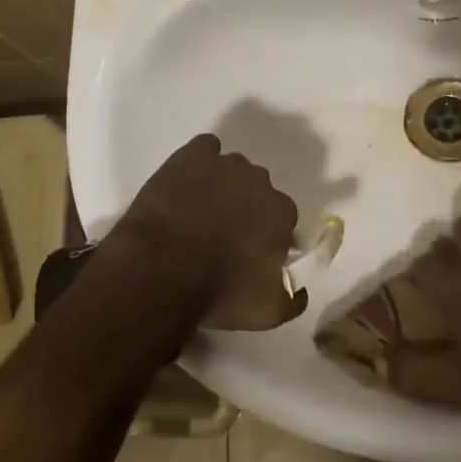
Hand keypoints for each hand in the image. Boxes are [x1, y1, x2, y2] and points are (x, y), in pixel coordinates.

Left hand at [109, 134, 304, 331]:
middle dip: (246, 209)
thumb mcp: (268, 312)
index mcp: (282, 213)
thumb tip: (301, 288)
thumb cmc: (219, 292)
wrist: (159, 271)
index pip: (283, 220)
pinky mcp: (191, 155)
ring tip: (198, 213)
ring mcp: (225, 164)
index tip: (250, 254)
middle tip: (222, 236)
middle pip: (258, 192)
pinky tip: (187, 183)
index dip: (267, 236)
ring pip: (232, 170)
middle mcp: (260, 181)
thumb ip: (295, 298)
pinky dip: (200, 162)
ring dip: (223, 187)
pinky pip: (204, 149)